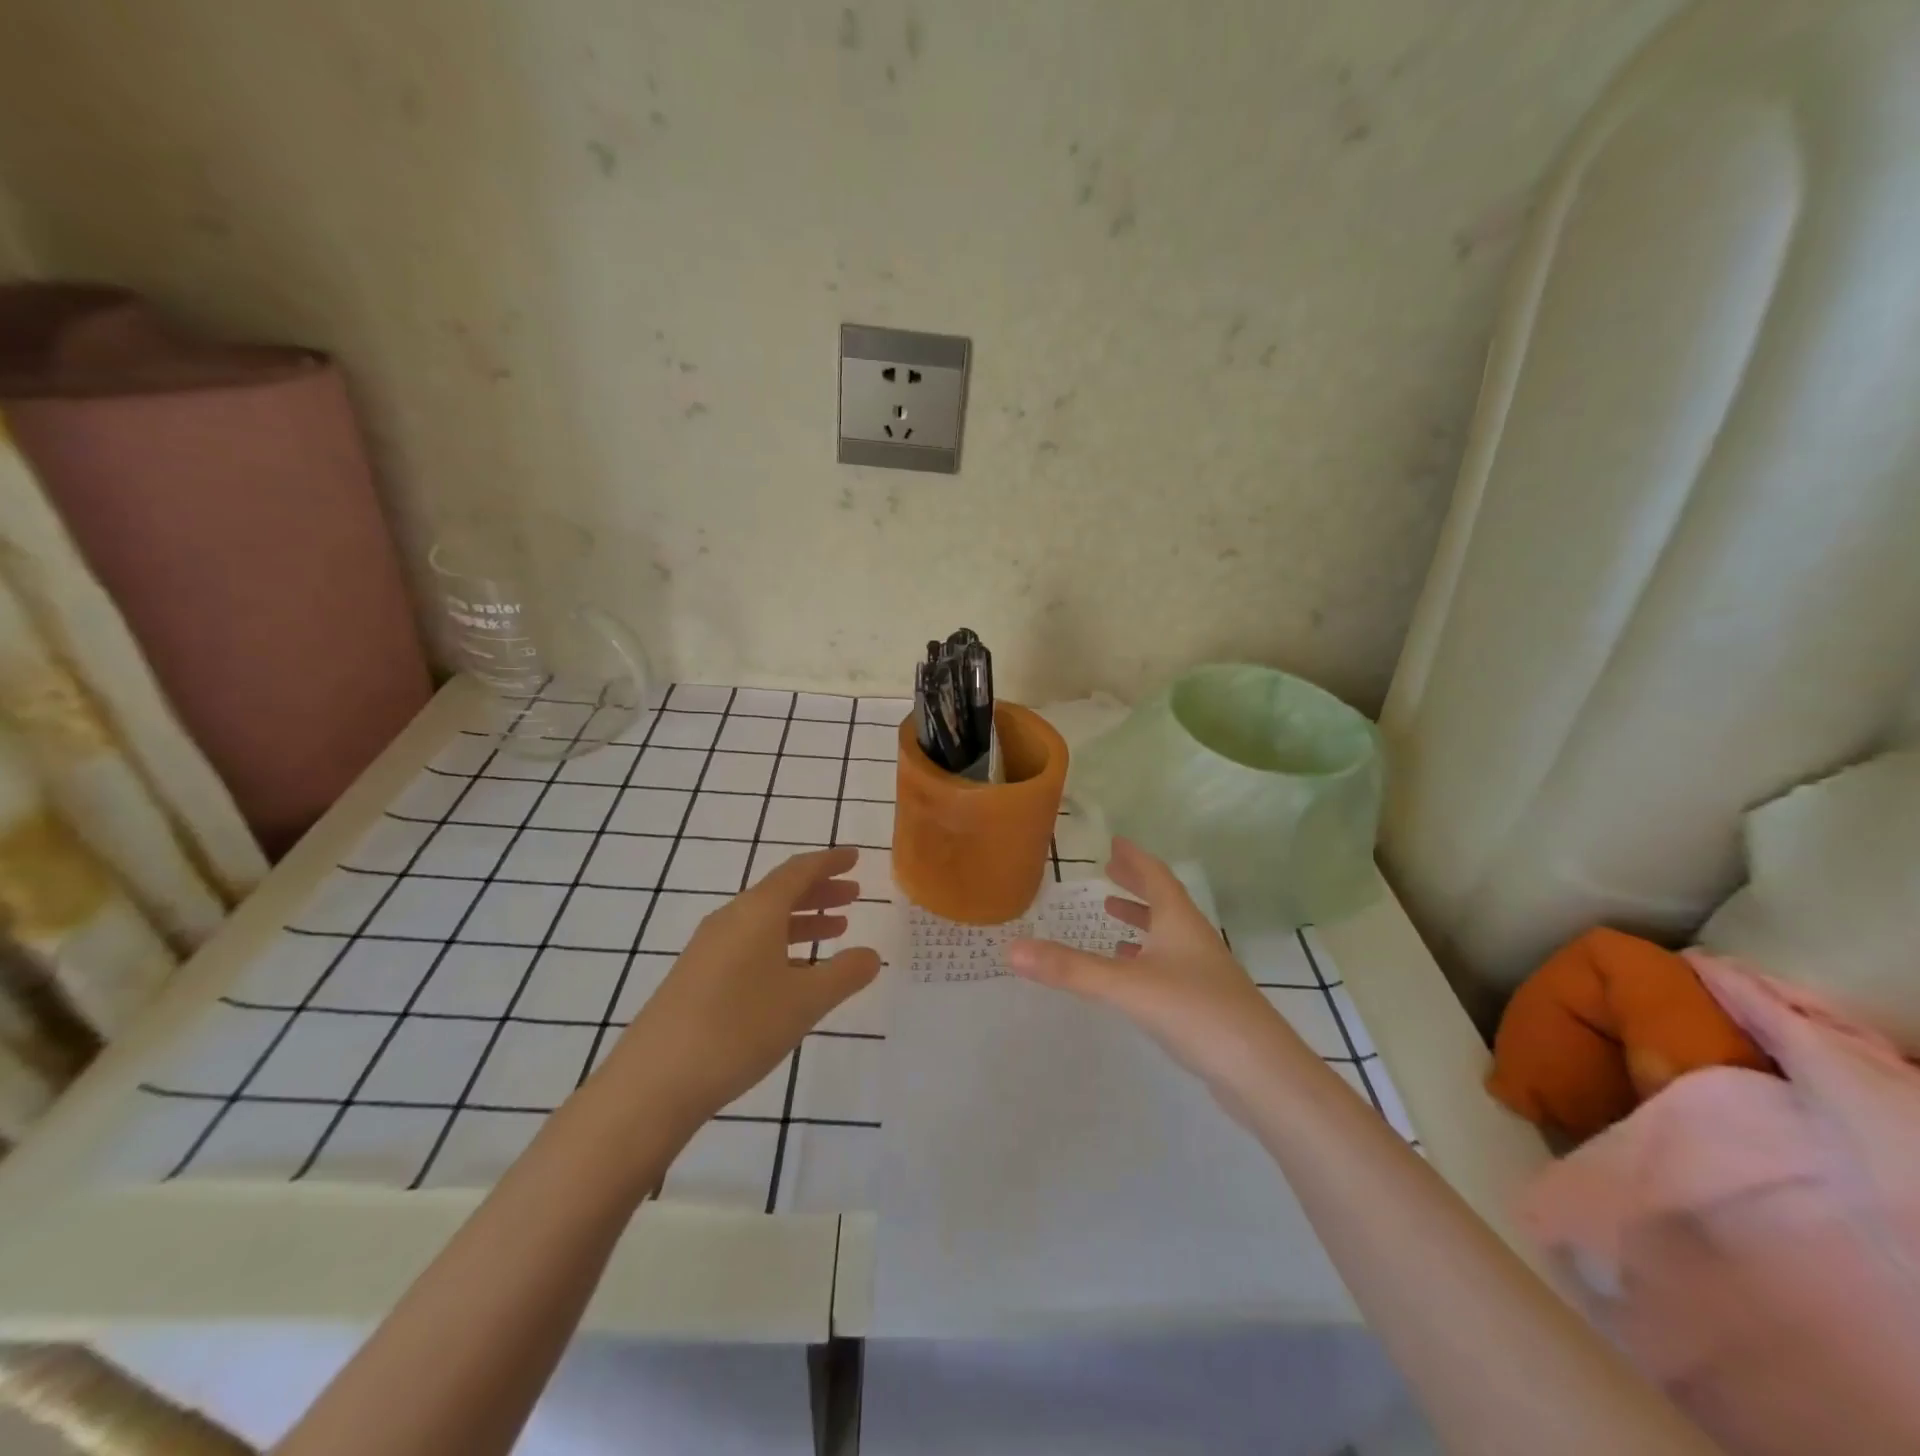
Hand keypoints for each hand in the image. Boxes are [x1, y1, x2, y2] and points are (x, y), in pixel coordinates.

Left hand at [602, 847, 879, 1134]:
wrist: (654, 1081)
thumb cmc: (739, 1028)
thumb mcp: (805, 1001)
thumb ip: (844, 974)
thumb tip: (871, 955)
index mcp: (757, 912)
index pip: (799, 871)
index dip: (829, 861)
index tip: (855, 856)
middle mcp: (730, 920)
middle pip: (780, 892)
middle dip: (819, 891)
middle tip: (853, 894)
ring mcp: (708, 949)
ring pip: (764, 920)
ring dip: (802, 920)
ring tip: (835, 930)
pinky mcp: (696, 977)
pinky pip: (748, 944)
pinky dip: (779, 944)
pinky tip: (794, 973)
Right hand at [1008, 838, 1302, 1104]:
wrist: (1261, 1072)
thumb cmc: (1195, 1012)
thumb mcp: (1126, 986)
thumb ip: (1070, 969)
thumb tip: (1012, 948)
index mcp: (1179, 922)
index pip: (1156, 876)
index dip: (1134, 858)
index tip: (1114, 842)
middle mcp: (1193, 939)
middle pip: (1163, 900)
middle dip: (1136, 883)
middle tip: (1110, 869)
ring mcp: (1203, 972)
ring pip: (1167, 934)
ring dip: (1141, 920)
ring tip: (1112, 915)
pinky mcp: (1205, 1003)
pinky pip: (1169, 965)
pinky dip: (1146, 957)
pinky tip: (1132, 972)